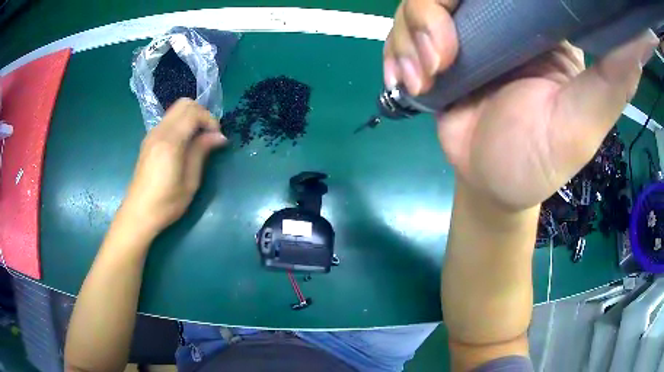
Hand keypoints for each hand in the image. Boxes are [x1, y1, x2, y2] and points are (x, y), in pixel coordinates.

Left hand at [122, 98, 227, 232]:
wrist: (139, 213)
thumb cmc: (167, 203)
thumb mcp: (190, 181)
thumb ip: (202, 152)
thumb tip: (219, 136)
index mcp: (170, 142)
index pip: (193, 112)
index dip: (210, 120)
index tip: (217, 138)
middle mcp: (159, 131)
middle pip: (184, 104)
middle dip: (201, 114)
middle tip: (208, 135)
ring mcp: (152, 134)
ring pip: (175, 110)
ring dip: (191, 118)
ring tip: (198, 140)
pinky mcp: (149, 140)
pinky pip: (168, 120)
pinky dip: (181, 124)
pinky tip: (184, 144)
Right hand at [384, 0, 658, 211]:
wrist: (492, 186)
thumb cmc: (540, 161)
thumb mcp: (584, 123)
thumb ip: (613, 80)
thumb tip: (636, 45)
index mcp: (537, 27)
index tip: (478, 4)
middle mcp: (497, 20)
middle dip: (432, 12)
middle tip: (440, 54)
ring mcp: (462, 34)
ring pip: (417, 5)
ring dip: (410, 36)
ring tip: (425, 77)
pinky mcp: (433, 53)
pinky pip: (401, 33)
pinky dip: (396, 53)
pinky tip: (407, 82)